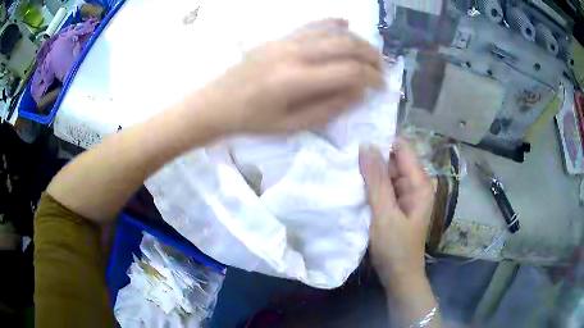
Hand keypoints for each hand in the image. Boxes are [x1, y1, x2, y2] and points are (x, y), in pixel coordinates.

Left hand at [195, 18, 382, 134]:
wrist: (218, 102)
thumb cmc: (253, 120)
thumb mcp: (292, 125)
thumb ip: (329, 108)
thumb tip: (359, 92)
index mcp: (296, 80)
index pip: (349, 71)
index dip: (372, 78)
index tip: (382, 86)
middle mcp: (294, 53)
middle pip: (346, 44)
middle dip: (372, 56)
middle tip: (382, 69)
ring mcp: (286, 40)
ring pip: (333, 31)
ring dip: (357, 40)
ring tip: (370, 53)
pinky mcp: (279, 37)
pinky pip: (312, 24)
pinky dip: (333, 23)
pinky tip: (346, 24)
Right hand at [359, 139, 433, 286]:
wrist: (399, 276)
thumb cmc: (396, 248)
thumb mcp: (385, 214)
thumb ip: (376, 180)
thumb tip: (366, 145)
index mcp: (419, 184)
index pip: (403, 149)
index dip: (382, 140)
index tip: (358, 136)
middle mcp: (414, 185)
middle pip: (393, 159)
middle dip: (372, 156)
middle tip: (345, 150)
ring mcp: (404, 195)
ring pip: (385, 173)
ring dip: (368, 170)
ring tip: (344, 163)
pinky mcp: (394, 204)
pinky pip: (382, 187)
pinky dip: (369, 184)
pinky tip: (352, 181)